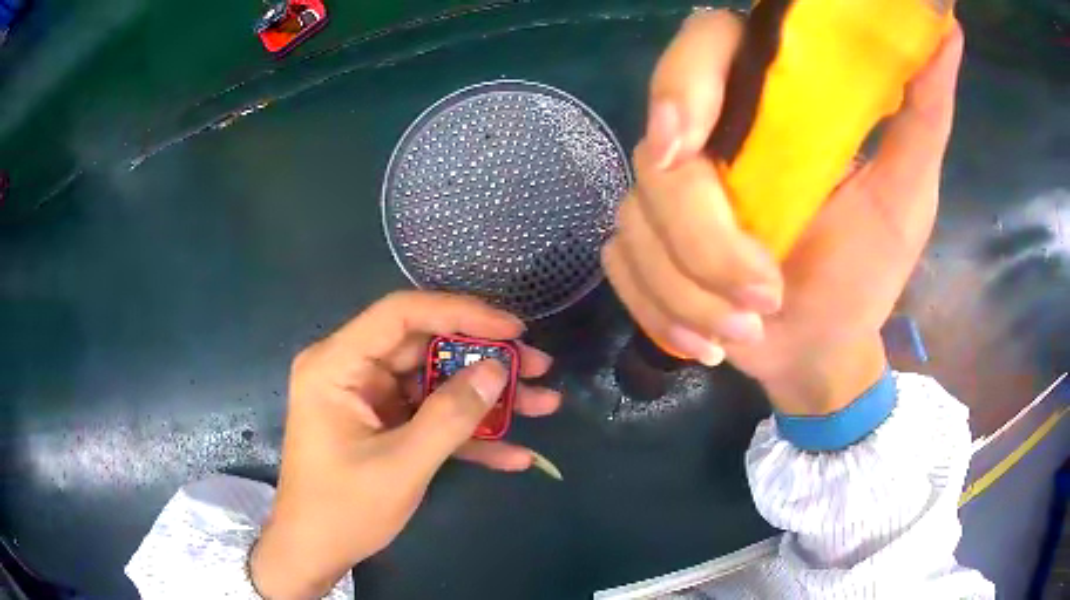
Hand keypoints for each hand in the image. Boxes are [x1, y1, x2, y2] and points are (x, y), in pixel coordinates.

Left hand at [249, 291, 560, 598]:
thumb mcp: (401, 466)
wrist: (315, 552)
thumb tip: (497, 371)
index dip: (461, 313)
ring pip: (436, 381)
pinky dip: (468, 433)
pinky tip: (513, 454)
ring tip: (542, 403)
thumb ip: (450, 417)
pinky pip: (430, 416)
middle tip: (537, 367)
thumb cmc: (343, 510)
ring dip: (486, 398)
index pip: (402, 314)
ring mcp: (370, 399)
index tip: (512, 329)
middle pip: (426, 346)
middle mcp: (352, 370)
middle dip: (485, 359)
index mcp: (338, 365)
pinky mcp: (385, 425)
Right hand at [602, 10, 962, 414]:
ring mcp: (667, 199)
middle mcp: (710, 140)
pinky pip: (622, 268)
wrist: (822, 346)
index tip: (690, 144)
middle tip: (761, 298)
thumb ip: (923, 110)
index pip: (702, 49)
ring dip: (691, 293)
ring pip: (636, 226)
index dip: (682, 82)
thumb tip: (948, 31)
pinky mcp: (645, 248)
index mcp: (768, 108)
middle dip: (701, 239)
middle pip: (656, 159)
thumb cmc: (868, 270)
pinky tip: (706, 345)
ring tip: (746, 334)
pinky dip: (661, 313)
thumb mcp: (908, 189)